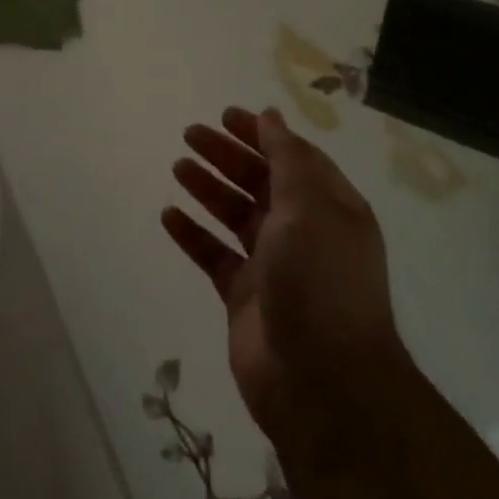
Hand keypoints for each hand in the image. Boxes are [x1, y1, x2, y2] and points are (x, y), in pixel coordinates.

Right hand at [165, 108, 413, 457]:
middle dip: (227, 156)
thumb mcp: (309, 205)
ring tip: (178, 165)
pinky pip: (215, 255)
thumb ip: (287, 158)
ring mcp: (273, 266)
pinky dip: (193, 235)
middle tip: (189, 134)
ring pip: (235, 215)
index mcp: (330, 208)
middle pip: (260, 182)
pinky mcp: (244, 298)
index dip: (261, 134)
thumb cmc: (320, 279)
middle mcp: (304, 232)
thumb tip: (271, 117)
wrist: (322, 382)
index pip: (293, 158)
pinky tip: (169, 216)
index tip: (225, 116)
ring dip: (208, 188)